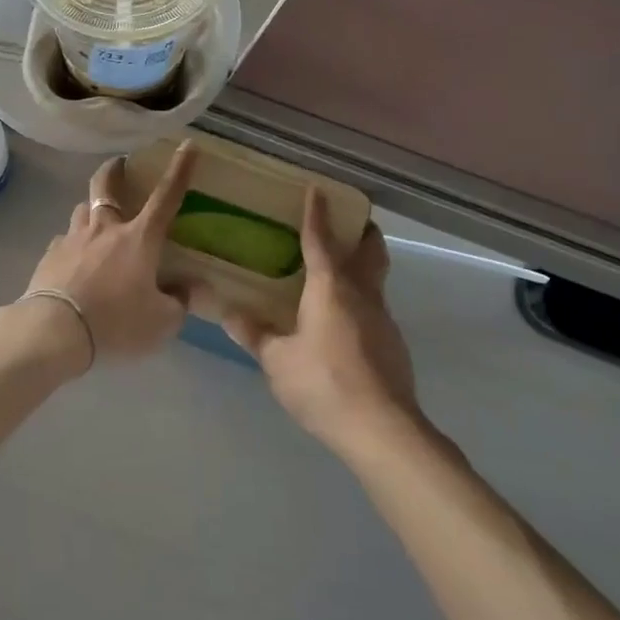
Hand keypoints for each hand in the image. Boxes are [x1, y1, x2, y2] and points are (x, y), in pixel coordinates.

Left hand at [22, 145, 196, 361]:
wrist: (54, 331)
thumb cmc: (116, 322)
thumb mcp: (161, 321)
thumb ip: (178, 302)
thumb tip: (187, 289)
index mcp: (139, 238)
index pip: (166, 196)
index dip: (180, 170)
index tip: (187, 145)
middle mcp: (105, 228)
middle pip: (106, 185)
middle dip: (115, 169)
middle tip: (120, 165)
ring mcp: (73, 238)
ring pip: (82, 209)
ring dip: (92, 209)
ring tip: (97, 222)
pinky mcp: (50, 255)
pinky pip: (64, 240)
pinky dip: (73, 244)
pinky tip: (74, 260)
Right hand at [222, 190, 420, 450]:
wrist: (382, 429)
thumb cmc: (323, 384)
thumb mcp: (276, 360)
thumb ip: (253, 333)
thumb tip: (226, 313)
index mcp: (330, 287)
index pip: (320, 240)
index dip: (316, 214)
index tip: (316, 190)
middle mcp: (362, 293)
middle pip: (370, 250)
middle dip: (361, 231)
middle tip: (344, 223)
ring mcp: (383, 318)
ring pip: (376, 277)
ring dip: (361, 265)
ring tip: (334, 271)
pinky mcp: (392, 343)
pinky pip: (375, 305)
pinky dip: (360, 297)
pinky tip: (340, 319)